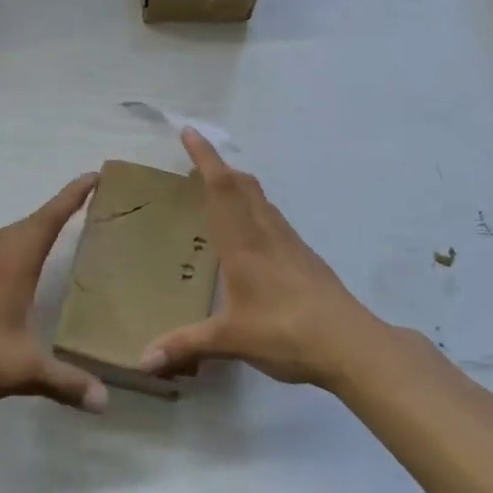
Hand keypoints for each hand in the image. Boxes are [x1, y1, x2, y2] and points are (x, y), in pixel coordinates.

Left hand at [0, 175, 108, 414]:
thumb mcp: (22, 370)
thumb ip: (65, 382)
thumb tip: (106, 400)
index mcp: (13, 264)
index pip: (49, 219)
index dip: (72, 196)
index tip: (94, 175)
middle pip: (32, 221)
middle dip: (60, 207)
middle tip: (88, 200)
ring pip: (13, 235)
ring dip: (38, 224)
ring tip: (63, 226)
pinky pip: (2, 250)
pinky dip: (22, 243)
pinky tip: (26, 265)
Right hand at [139, 130, 403, 390]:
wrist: (350, 344)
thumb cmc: (286, 332)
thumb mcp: (231, 340)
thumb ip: (185, 345)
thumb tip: (141, 362)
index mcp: (244, 244)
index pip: (221, 188)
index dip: (205, 157)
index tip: (190, 131)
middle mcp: (267, 234)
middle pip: (243, 186)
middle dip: (219, 167)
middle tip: (197, 162)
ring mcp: (291, 244)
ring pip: (262, 200)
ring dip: (240, 186)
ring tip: (221, 192)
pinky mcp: (306, 258)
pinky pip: (275, 219)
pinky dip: (257, 210)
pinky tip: (254, 235)